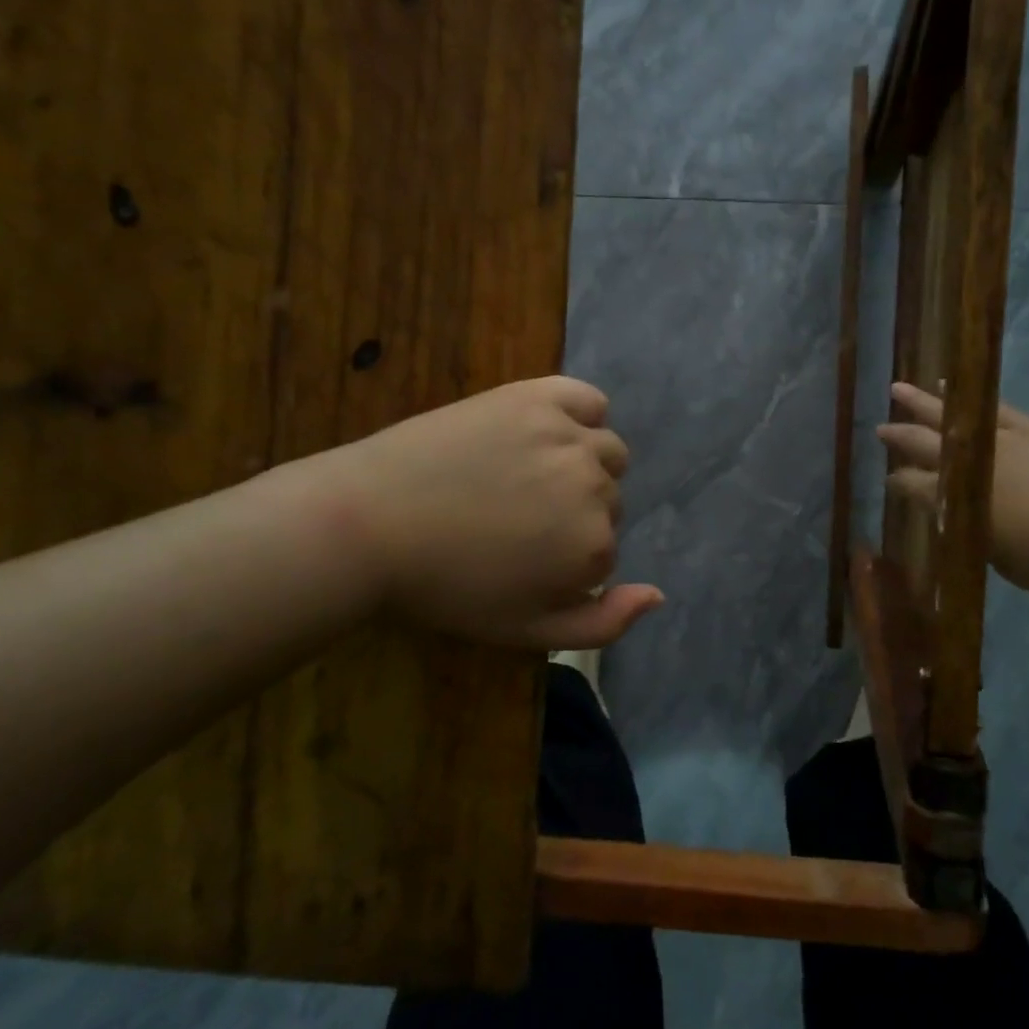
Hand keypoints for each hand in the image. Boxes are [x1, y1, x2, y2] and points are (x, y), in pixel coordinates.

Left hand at [328, 377, 663, 649]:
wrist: (369, 523)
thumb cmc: (445, 586)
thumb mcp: (526, 631)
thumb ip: (603, 623)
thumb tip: (659, 593)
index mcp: (593, 546)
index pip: (605, 550)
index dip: (566, 560)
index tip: (521, 560)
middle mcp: (594, 486)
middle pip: (609, 499)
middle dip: (574, 513)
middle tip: (515, 519)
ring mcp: (568, 436)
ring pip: (607, 452)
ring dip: (582, 466)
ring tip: (525, 476)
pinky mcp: (538, 396)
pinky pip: (590, 400)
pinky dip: (581, 415)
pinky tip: (548, 431)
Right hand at [876, 382, 1028, 602]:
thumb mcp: (988, 551)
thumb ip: (965, 529)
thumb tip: (952, 513)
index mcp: (953, 497)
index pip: (913, 486)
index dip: (898, 484)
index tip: (887, 481)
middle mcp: (969, 463)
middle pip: (924, 444)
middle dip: (899, 436)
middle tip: (879, 428)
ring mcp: (999, 441)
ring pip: (951, 416)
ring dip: (923, 402)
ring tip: (901, 389)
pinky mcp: (1028, 431)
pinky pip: (993, 408)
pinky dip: (970, 397)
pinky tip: (953, 387)